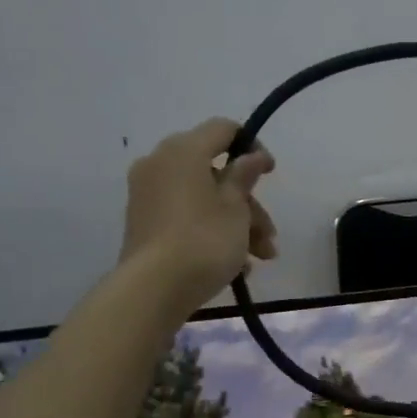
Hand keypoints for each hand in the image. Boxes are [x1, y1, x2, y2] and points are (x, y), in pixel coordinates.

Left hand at [121, 119, 277, 310]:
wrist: (154, 288)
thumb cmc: (204, 240)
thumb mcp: (236, 208)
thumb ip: (245, 176)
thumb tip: (252, 155)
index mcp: (183, 151)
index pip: (223, 129)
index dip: (252, 146)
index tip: (271, 172)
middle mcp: (160, 164)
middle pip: (215, 172)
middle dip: (249, 205)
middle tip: (270, 235)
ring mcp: (148, 195)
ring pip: (204, 199)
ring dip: (237, 225)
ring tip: (259, 260)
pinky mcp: (145, 223)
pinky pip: (187, 217)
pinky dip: (212, 233)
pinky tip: (236, 266)